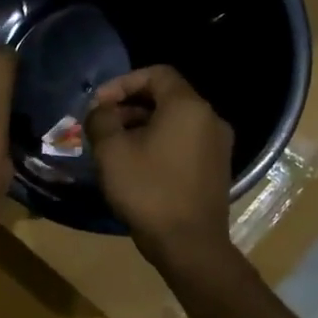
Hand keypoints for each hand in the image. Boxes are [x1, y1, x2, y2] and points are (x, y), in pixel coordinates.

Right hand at [84, 66, 234, 264]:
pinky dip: (159, 143)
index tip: (99, 104)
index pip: (156, 73)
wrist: (189, 244)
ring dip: (142, 126)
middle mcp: (210, 118)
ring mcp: (218, 145)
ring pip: (175, 121)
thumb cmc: (148, 190)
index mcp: (187, 106)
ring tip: (114, 147)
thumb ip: (101, 119)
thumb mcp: (111, 150)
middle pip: (166, 97)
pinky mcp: (216, 168)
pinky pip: (184, 142)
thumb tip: (101, 110)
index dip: (123, 82)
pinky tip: (137, 165)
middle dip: (129, 105)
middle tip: (102, 125)